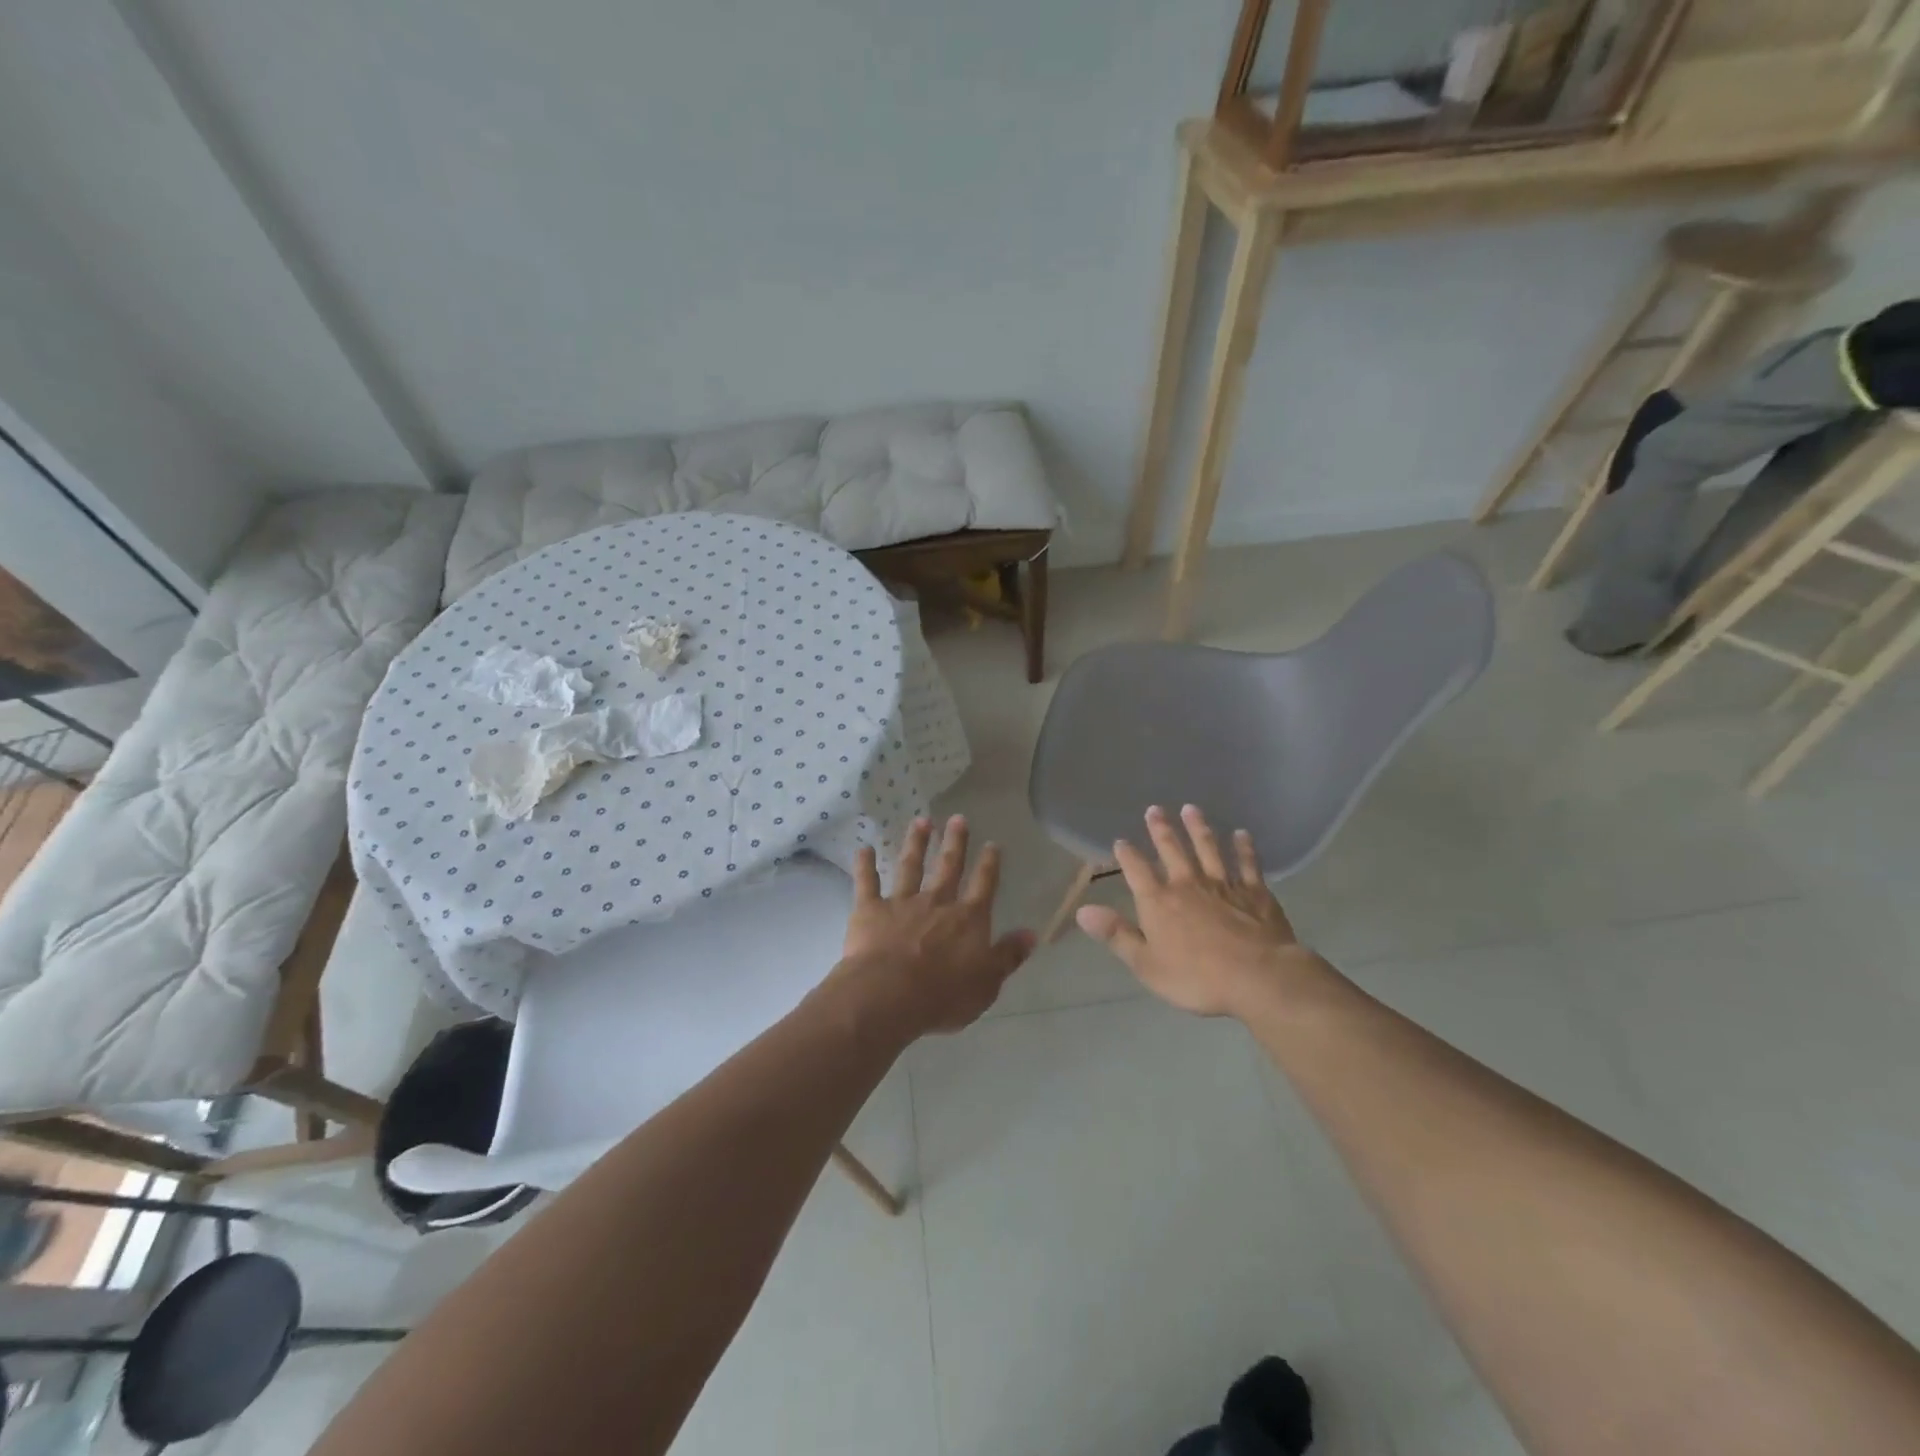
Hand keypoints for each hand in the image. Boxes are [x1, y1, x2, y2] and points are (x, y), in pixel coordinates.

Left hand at [833, 815, 1035, 1037]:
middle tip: (957, 818)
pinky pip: (866, 882)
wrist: (889, 995)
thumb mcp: (988, 982)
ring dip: (916, 843)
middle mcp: (937, 903)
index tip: (992, 844)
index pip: (983, 885)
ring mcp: (902, 903)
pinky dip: (864, 865)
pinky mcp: (870, 910)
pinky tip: (863, 847)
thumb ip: (1008, 956)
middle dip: (955, 842)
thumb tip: (1031, 934)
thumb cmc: (943, 995)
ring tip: (920, 821)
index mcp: (968, 919)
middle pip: (948, 866)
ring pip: (910, 867)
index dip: (989, 864)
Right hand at [1076, 805, 1318, 1017]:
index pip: (1137, 870)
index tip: (1121, 841)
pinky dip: (1243, 848)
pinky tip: (1241, 834)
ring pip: (1208, 848)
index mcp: (1159, 901)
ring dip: (1198, 828)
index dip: (1127, 855)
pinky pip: (1247, 864)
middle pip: (1172, 850)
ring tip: (1191, 809)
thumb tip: (1082, 911)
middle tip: (1155, 809)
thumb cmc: (1197, 977)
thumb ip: (1116, 935)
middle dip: (1161, 829)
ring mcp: (1224, 884)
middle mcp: (1188, 884)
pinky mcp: (1255, 892)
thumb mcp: (1146, 964)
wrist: (1259, 977)